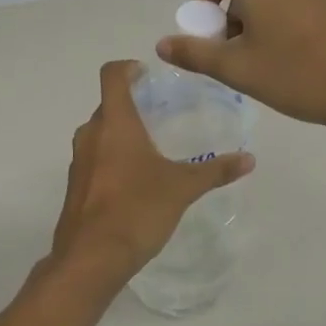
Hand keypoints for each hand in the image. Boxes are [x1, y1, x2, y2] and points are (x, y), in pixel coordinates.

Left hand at [43, 60, 254, 287]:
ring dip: (121, 133)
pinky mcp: (75, 186)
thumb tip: (249, 159)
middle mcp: (91, 134)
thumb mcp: (182, 188)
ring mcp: (78, 161)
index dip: (128, 68)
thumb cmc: (137, 210)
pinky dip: (112, 158)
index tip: (147, 74)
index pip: (112, 75)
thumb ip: (215, 171)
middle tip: (160, 114)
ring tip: (151, 147)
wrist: (90, 258)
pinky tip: (135, 180)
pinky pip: (94, 158)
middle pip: (108, 105)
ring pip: (100, 133)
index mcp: (115, 123)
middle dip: (131, 105)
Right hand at [155, 0, 325, 132]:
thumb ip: (195, 53)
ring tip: (262, 62)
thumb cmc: (298, 75)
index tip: (207, 29)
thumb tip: (162, 44)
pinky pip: (298, 3)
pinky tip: (292, 59)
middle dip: (231, 15)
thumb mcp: (237, 69)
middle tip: (232, 55)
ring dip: (257, 20)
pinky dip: (284, 21)